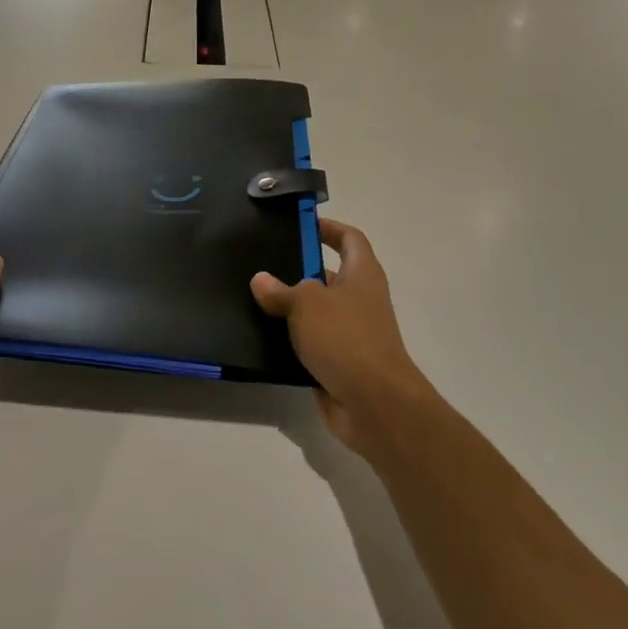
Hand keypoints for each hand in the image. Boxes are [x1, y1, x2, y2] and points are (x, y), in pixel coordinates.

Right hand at [252, 218, 436, 458]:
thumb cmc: (346, 338)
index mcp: (362, 274)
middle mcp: (360, 299)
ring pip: (316, 312)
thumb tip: (261, 280)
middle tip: (261, 263)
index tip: (300, 224)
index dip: (328, 228)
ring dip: (290, 308)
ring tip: (253, 299)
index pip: (349, 238)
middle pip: (329, 274)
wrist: (374, 404)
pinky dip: (290, 342)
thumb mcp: (307, 304)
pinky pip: (310, 344)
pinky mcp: (339, 363)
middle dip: (298, 269)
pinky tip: (260, 338)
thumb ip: (281, 289)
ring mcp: (351, 333)